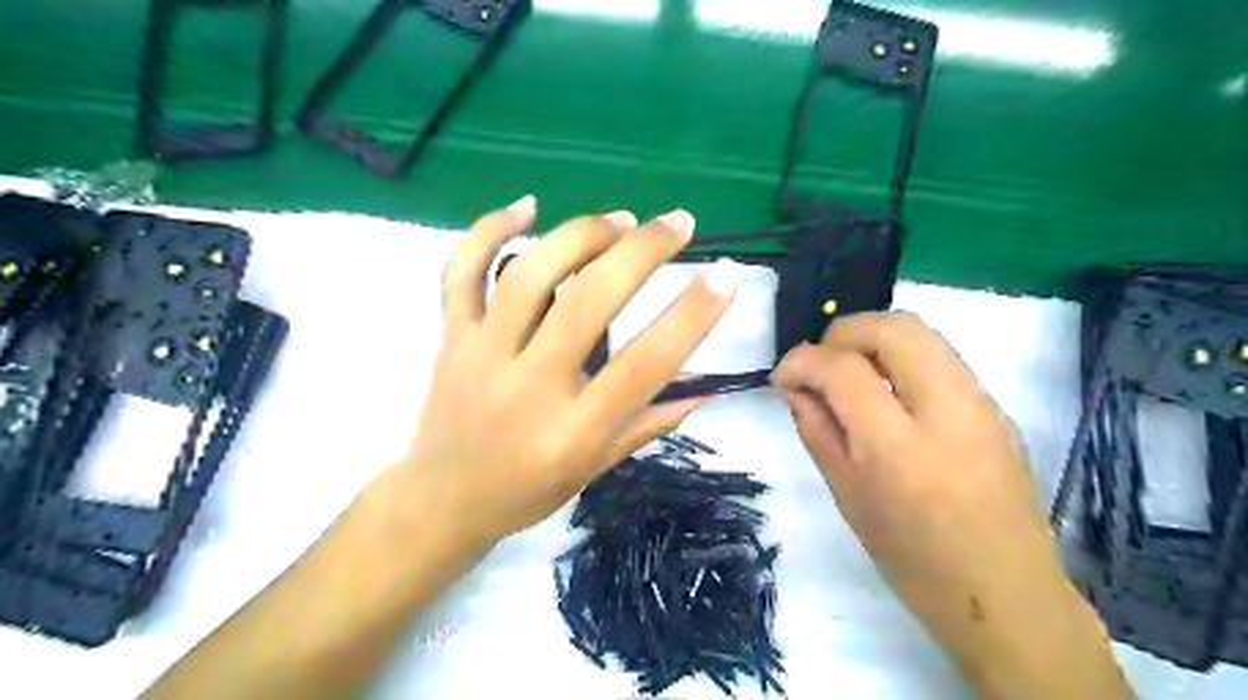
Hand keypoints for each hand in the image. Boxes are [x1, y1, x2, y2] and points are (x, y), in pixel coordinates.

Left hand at [389, 196, 739, 552]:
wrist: (442, 500)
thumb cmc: (527, 491)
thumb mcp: (595, 468)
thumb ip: (648, 423)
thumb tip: (704, 388)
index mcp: (572, 431)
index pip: (643, 365)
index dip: (690, 316)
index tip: (725, 275)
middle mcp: (528, 387)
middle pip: (586, 303)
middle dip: (640, 253)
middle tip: (677, 223)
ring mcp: (481, 356)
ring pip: (528, 276)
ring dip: (580, 236)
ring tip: (621, 220)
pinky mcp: (451, 337)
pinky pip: (461, 272)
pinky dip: (489, 230)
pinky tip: (528, 206)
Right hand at [773, 311, 1131, 698]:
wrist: (1007, 597)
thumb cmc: (914, 561)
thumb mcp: (848, 498)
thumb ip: (818, 432)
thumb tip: (796, 389)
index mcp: (899, 448)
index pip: (844, 370)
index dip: (803, 360)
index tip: (782, 376)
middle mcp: (947, 412)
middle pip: (894, 327)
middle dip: (843, 332)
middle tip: (820, 362)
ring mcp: (981, 405)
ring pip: (922, 332)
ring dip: (873, 339)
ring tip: (849, 372)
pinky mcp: (996, 408)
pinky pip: (940, 357)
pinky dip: (901, 357)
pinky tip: (887, 393)